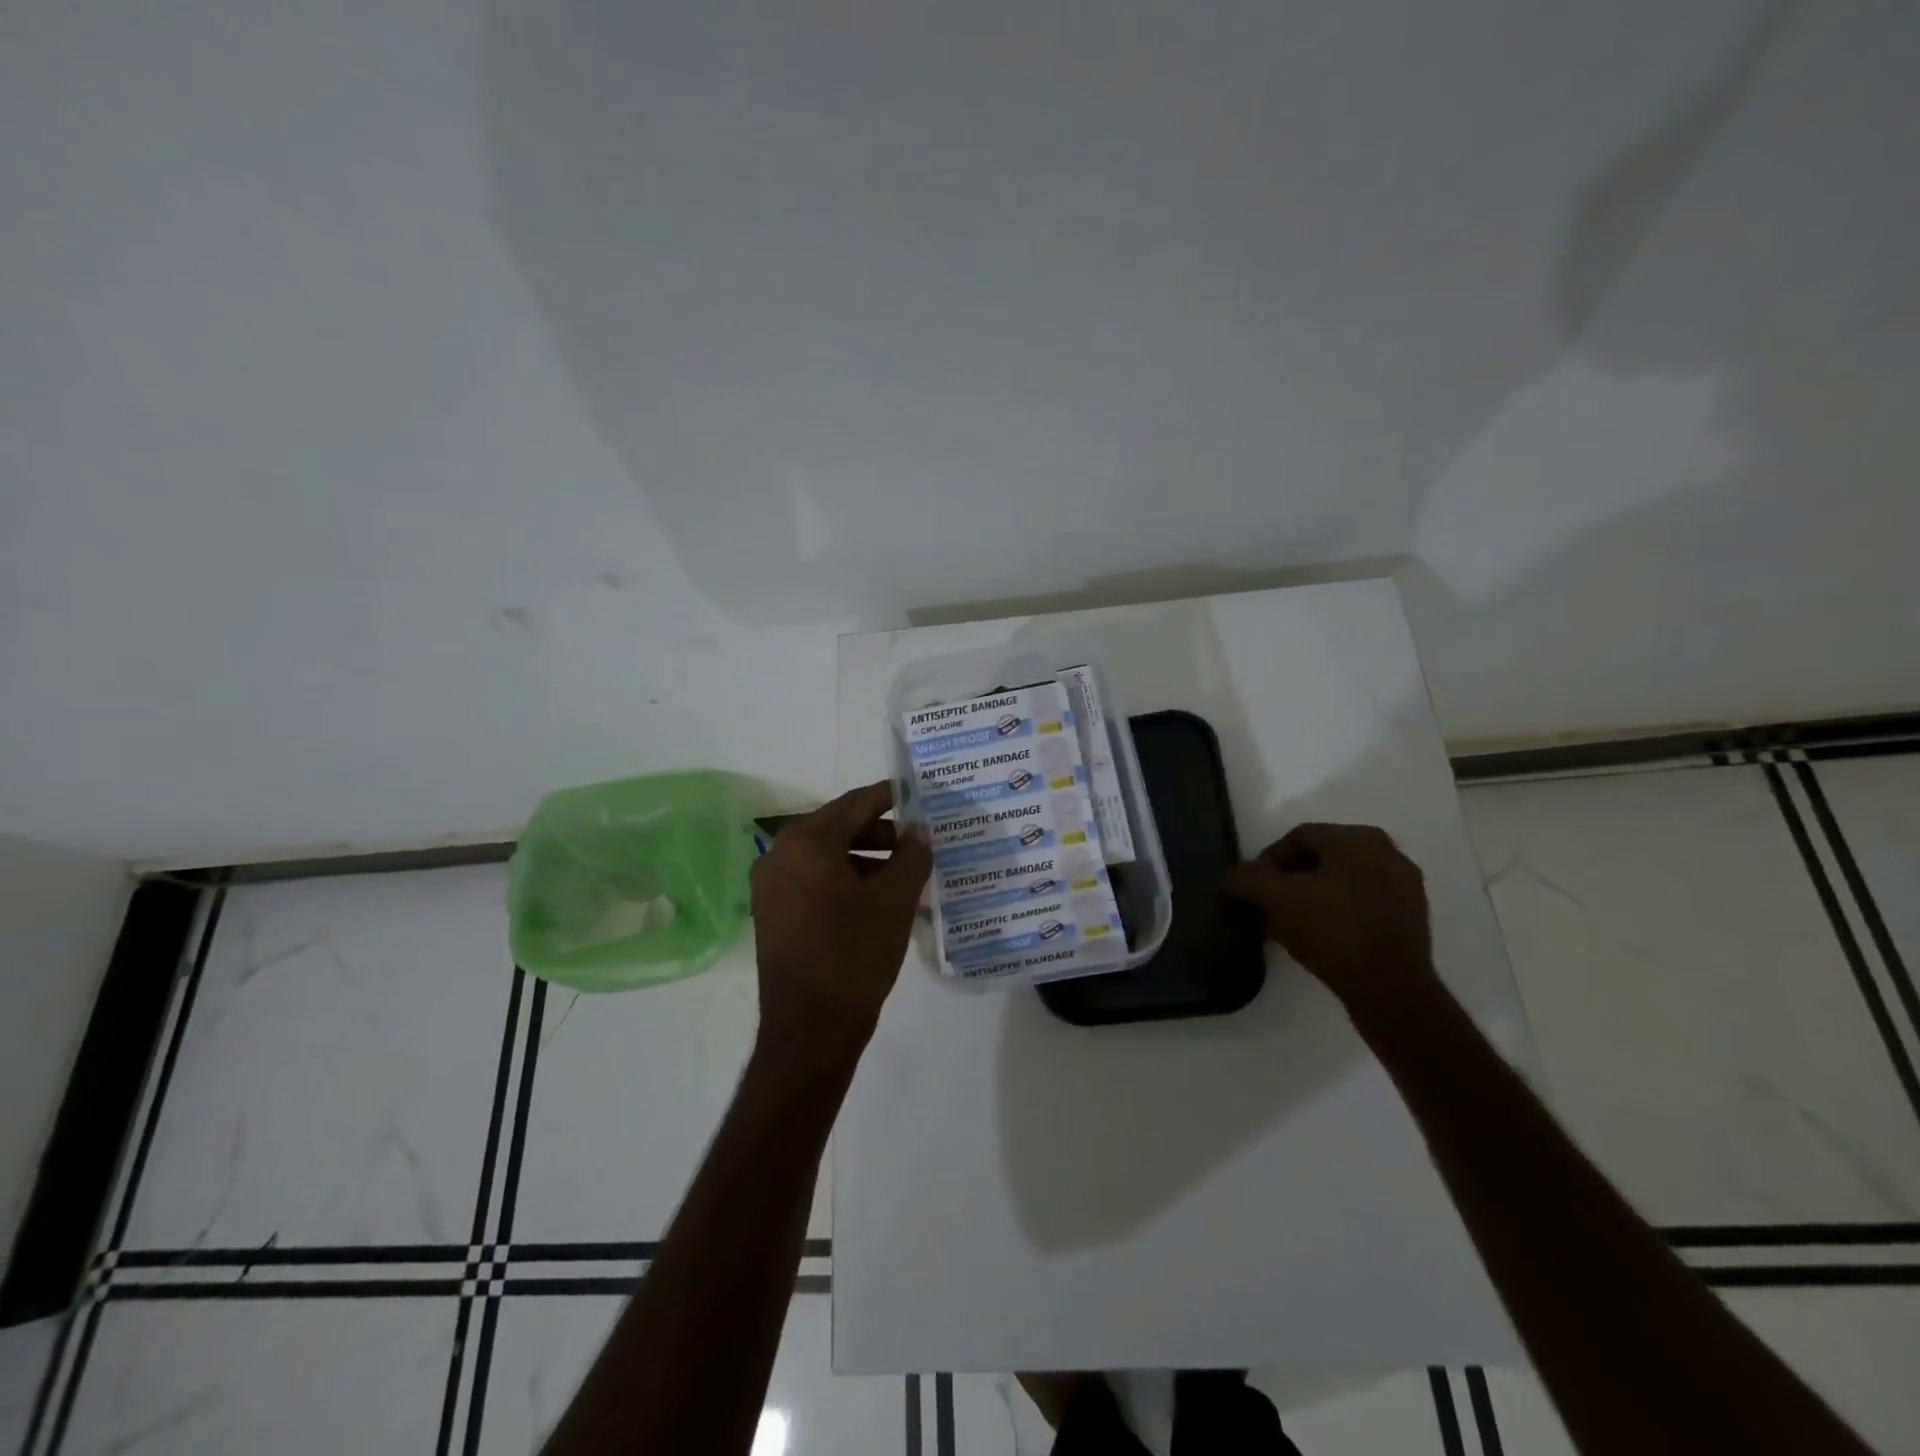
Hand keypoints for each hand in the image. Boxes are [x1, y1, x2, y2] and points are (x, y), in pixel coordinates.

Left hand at [750, 781, 932, 1056]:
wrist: (811, 1029)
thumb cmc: (855, 954)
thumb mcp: (895, 900)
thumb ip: (912, 855)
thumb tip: (920, 830)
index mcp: (806, 842)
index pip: (855, 804)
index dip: (890, 797)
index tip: (918, 796)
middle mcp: (779, 854)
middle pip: (837, 827)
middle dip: (880, 832)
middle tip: (918, 841)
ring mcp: (770, 885)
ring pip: (825, 855)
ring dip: (864, 858)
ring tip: (904, 874)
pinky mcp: (772, 912)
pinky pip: (813, 880)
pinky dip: (844, 879)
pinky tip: (876, 897)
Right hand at [1221, 822, 1436, 1016]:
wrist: (1390, 989)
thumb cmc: (1331, 930)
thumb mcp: (1275, 899)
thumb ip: (1246, 878)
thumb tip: (1230, 876)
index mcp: (1357, 838)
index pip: (1297, 838)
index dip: (1267, 861)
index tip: (1252, 888)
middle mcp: (1387, 852)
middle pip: (1321, 859)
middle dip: (1290, 880)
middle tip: (1269, 905)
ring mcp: (1406, 886)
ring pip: (1342, 882)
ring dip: (1312, 898)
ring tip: (1290, 925)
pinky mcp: (1413, 918)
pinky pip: (1363, 904)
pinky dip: (1338, 914)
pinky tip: (1321, 938)